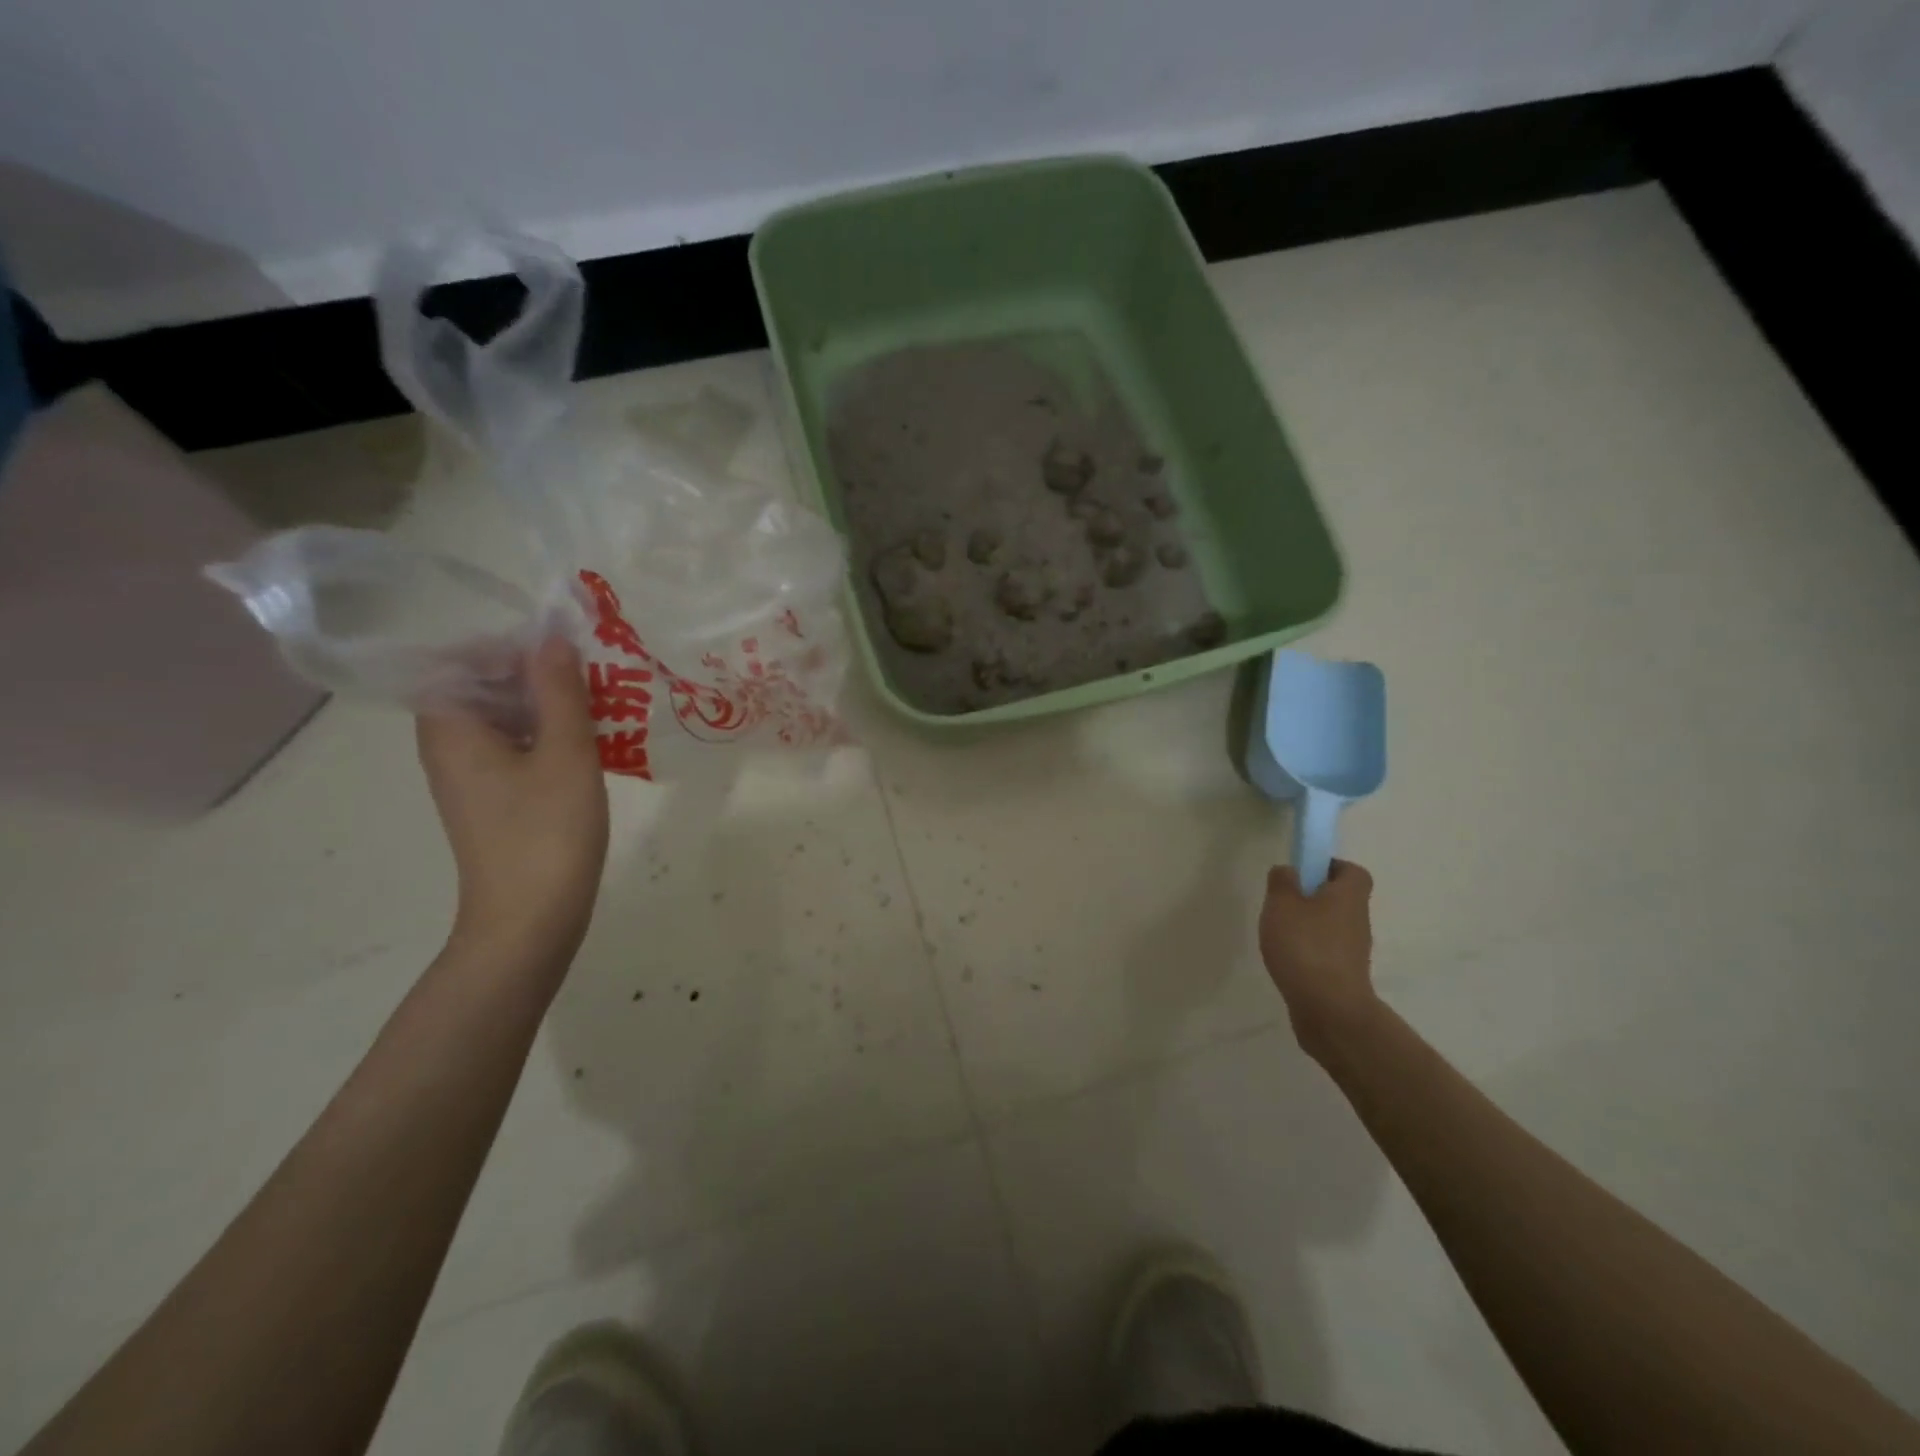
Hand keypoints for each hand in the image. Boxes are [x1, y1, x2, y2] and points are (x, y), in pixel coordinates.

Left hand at [417, 637, 608, 967]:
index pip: (465, 657)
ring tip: (604, 703)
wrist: (530, 920)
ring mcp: (470, 773)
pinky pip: (516, 746)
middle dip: (540, 673)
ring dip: (551, 705)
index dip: (514, 646)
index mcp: (451, 726)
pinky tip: (595, 741)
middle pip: (486, 685)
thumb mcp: (565, 753)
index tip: (567, 651)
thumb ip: (559, 691)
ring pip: (506, 717)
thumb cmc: (545, 833)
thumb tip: (553, 638)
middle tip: (596, 674)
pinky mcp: (493, 797)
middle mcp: (449, 744)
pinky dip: (549, 735)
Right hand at [1259, 859, 1379, 1061]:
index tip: (1304, 872)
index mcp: (1349, 896)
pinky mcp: (1345, 974)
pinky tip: (1287, 959)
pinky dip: (1310, 950)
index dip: (1330, 867)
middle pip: (1342, 898)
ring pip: (1333, 925)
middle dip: (1314, 896)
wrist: (1329, 1008)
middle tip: (1284, 902)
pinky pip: (1328, 951)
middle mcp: (1358, 919)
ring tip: (1280, 933)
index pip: (1353, 871)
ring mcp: (1354, 950)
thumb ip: (1282, 881)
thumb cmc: (1305, 946)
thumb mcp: (1282, 904)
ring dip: (1310, 925)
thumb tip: (1288, 870)